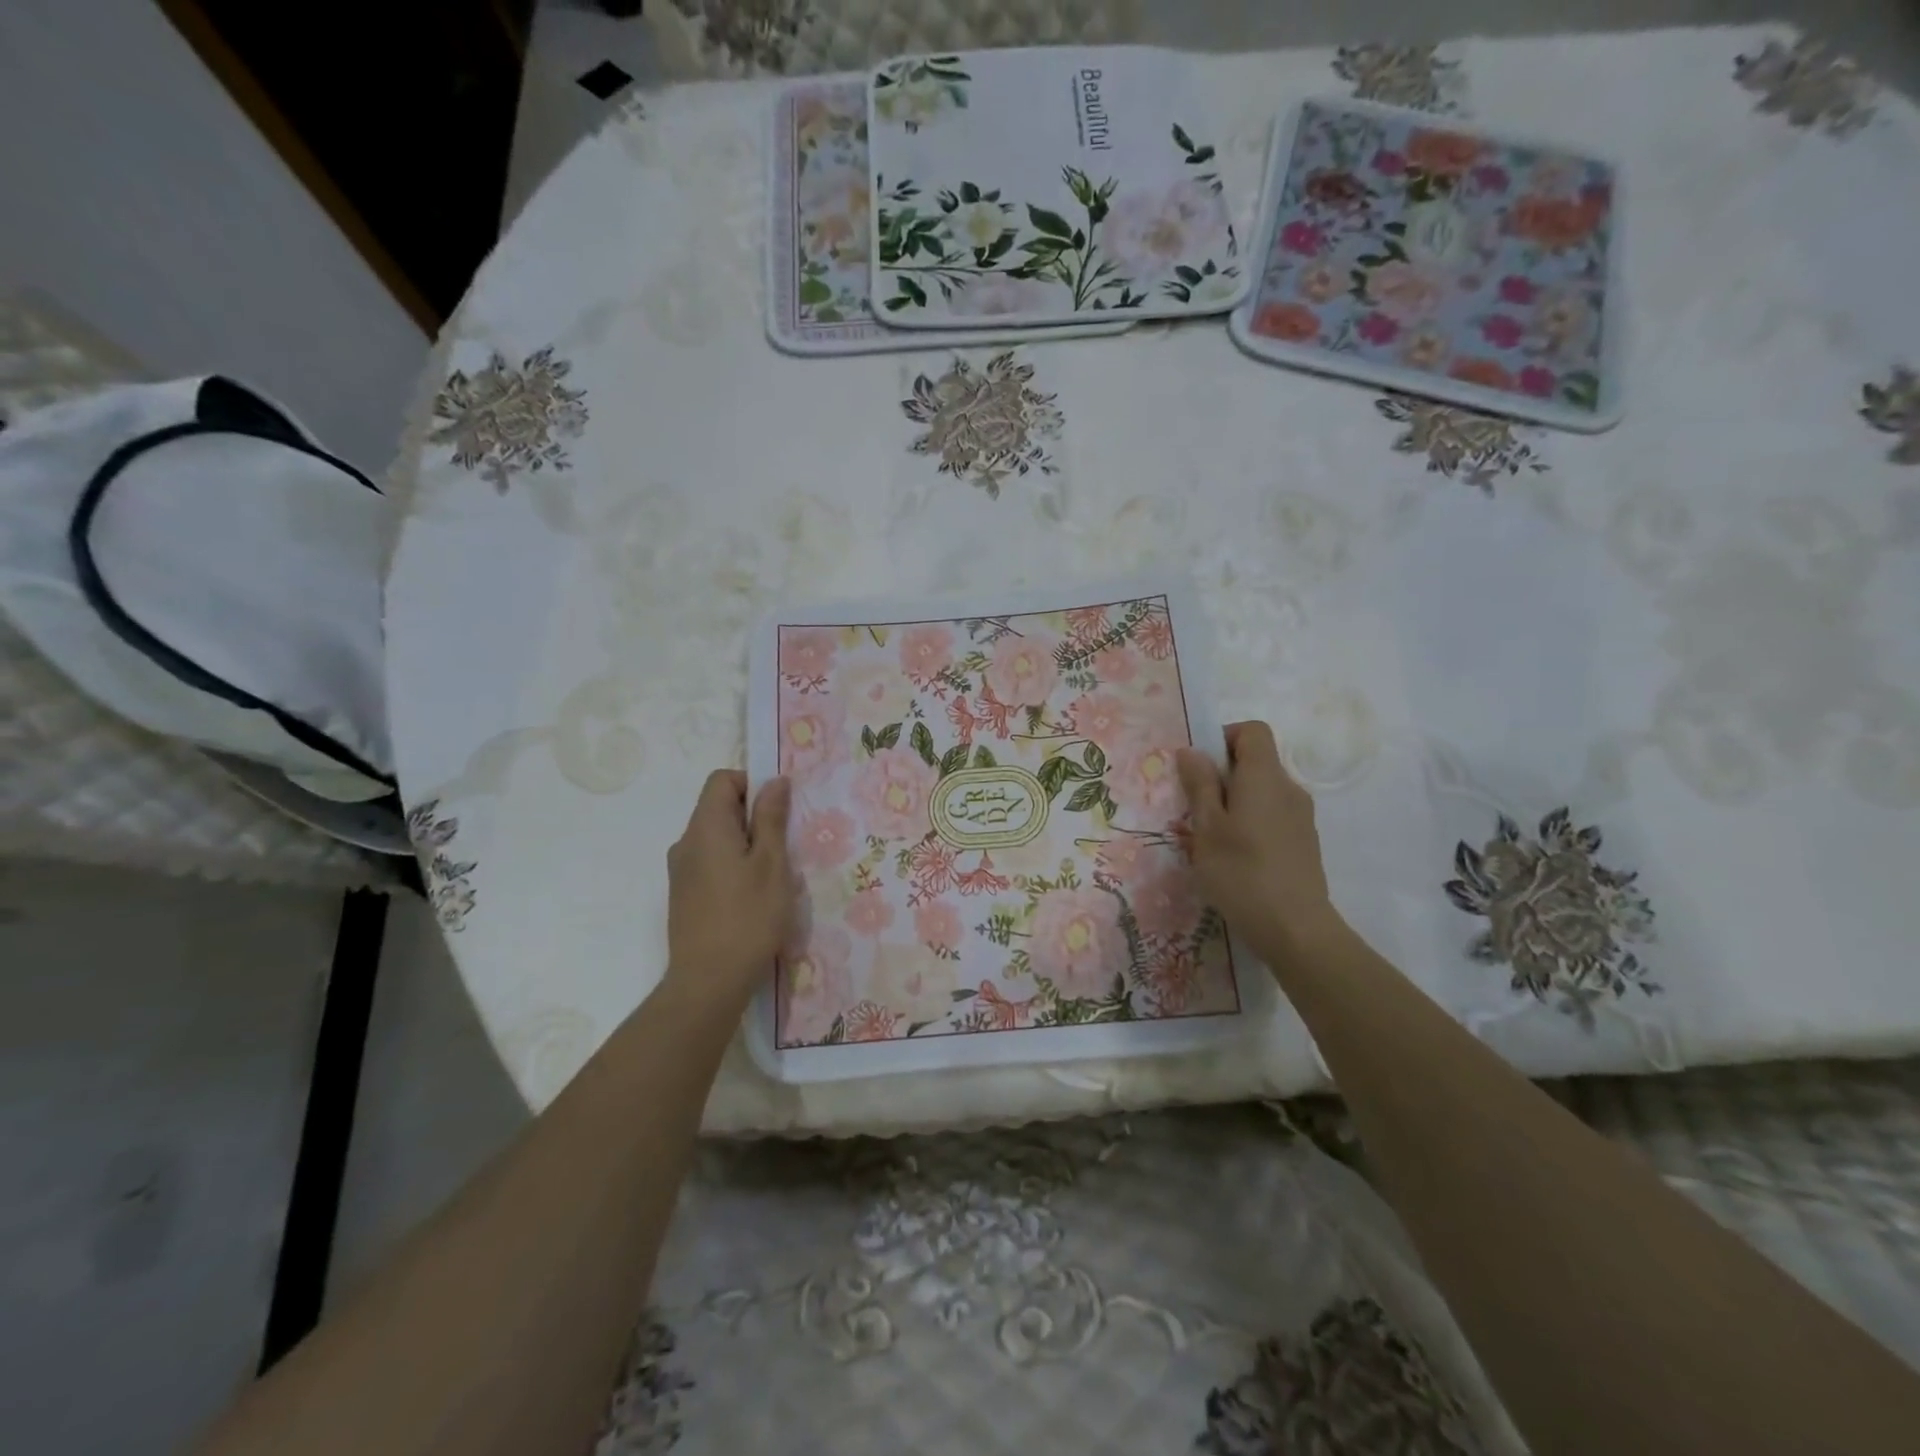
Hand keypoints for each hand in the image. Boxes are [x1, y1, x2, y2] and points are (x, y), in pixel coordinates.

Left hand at [663, 771, 792, 1006]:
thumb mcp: (772, 864)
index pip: (722, 779)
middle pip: (719, 808)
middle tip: (784, 848)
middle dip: (754, 818)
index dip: (752, 784)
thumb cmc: (748, 917)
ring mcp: (681, 871)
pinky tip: (753, 898)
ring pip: (718, 838)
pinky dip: (734, 866)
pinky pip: (711, 862)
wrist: (708, 982)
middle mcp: (686, 842)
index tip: (778, 812)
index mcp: (705, 827)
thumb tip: (775, 781)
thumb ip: (771, 818)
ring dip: (747, 845)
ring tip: (773, 877)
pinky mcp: (684, 895)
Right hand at [1176, 722, 1341, 965]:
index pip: (1253, 731)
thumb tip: (1192, 751)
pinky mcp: (1304, 842)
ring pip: (1263, 792)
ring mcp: (1301, 817)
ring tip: (1211, 838)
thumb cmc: (1242, 873)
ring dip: (1235, 802)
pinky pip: (1273, 816)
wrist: (1296, 929)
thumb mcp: (1207, 828)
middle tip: (1195, 808)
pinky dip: (1251, 823)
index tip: (1200, 767)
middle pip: (1256, 762)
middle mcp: (1288, 788)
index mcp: (1264, 777)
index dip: (1224, 738)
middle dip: (1223, 776)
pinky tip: (1235, 857)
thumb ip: (1200, 785)